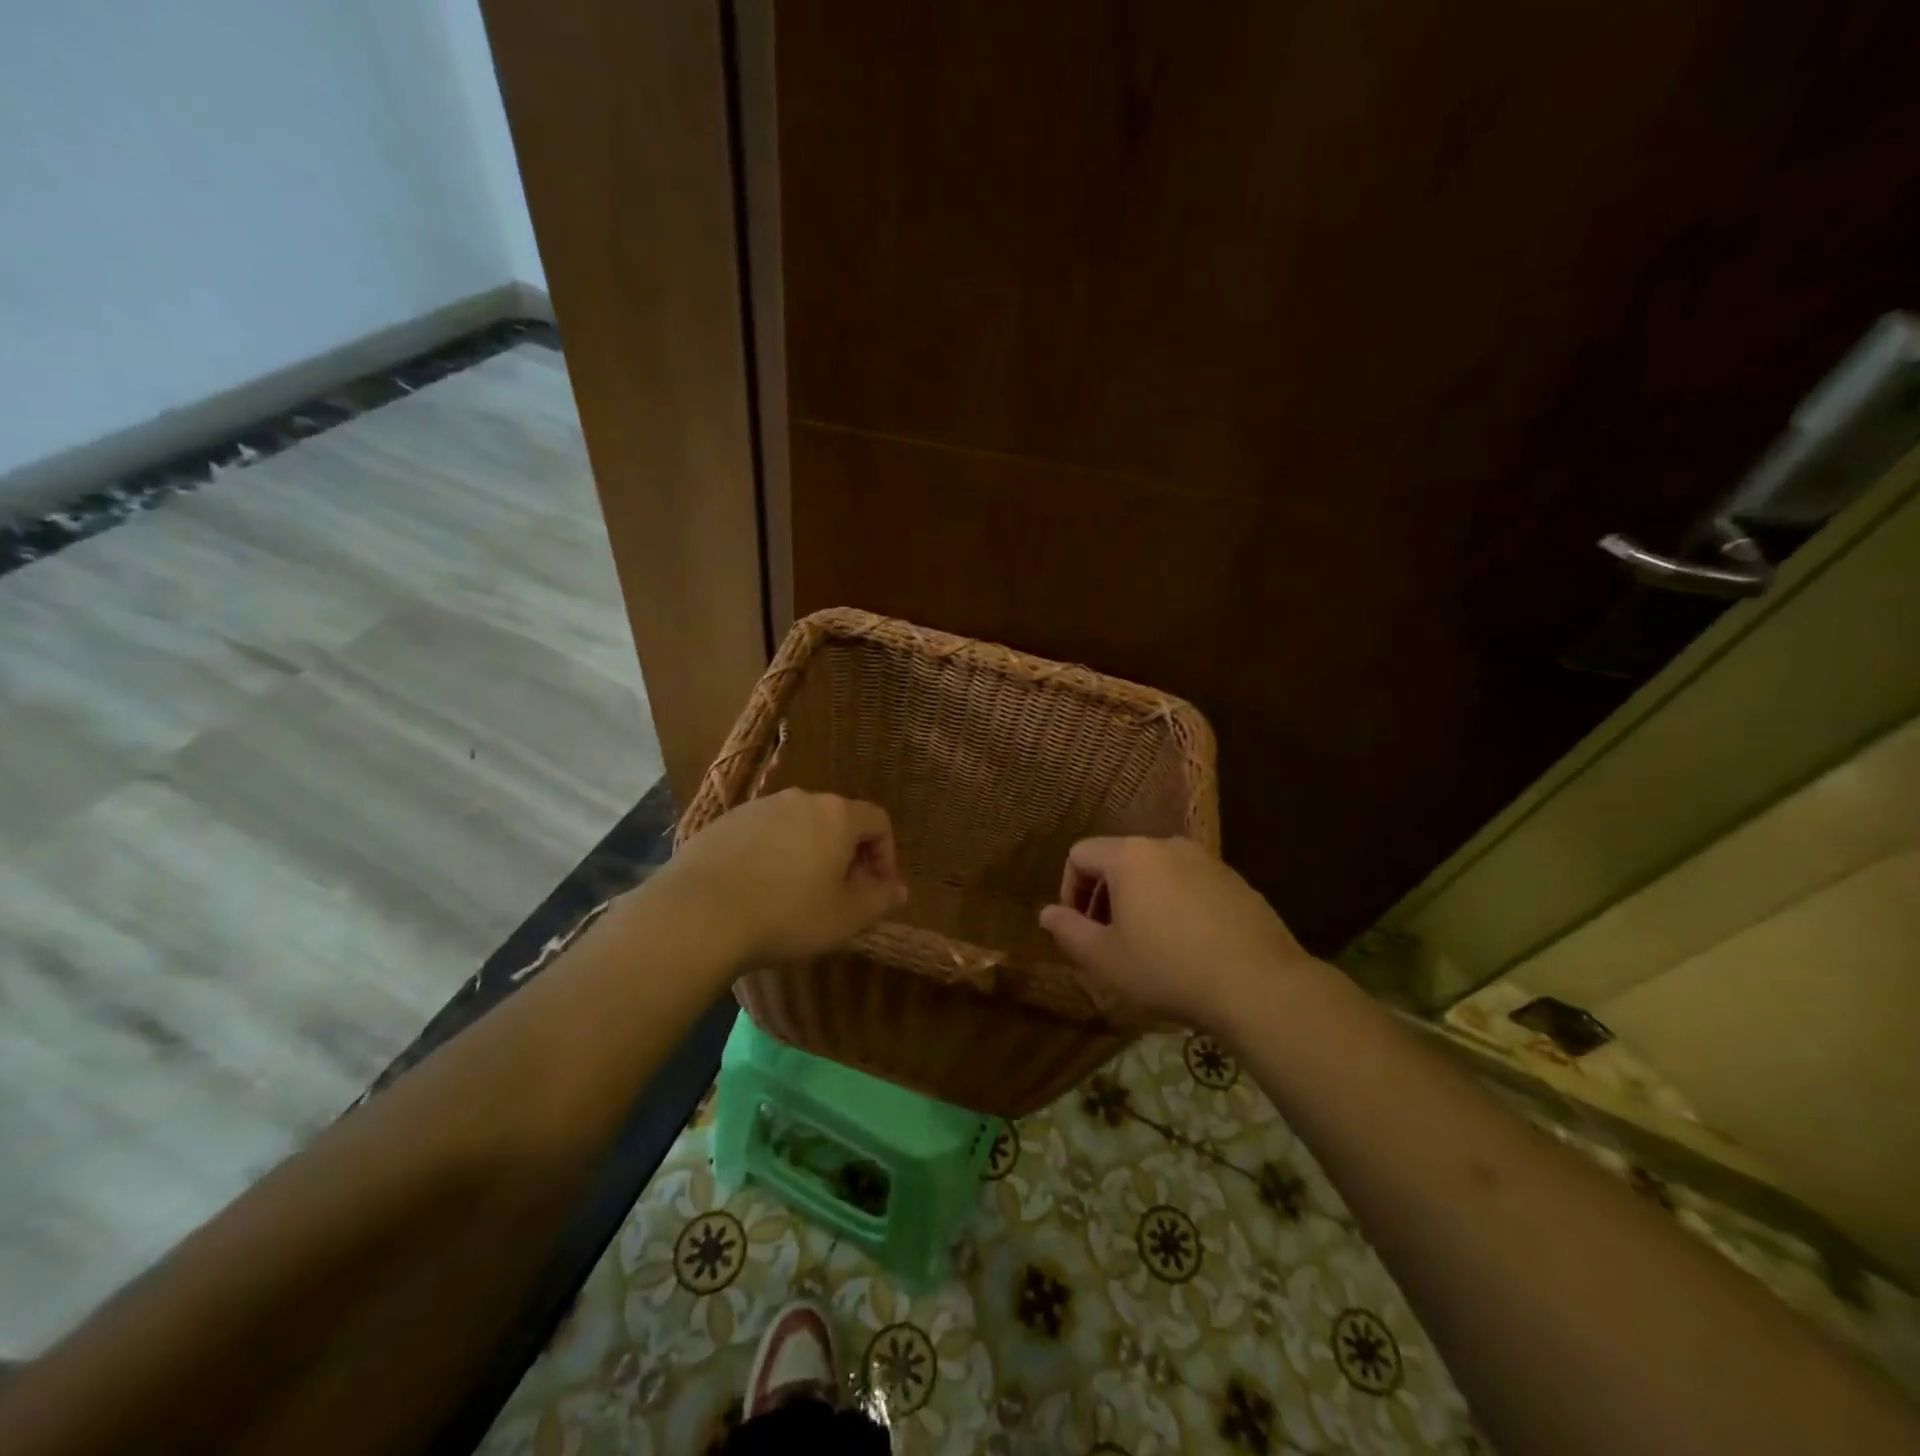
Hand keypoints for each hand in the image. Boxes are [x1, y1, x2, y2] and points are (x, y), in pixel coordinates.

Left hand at [665, 788, 908, 963]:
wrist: (698, 915)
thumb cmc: (786, 915)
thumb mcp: (845, 918)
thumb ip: (879, 900)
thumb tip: (898, 889)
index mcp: (836, 815)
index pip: (878, 821)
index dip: (886, 855)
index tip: (876, 890)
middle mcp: (800, 799)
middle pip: (837, 820)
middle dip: (847, 855)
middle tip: (840, 895)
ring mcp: (758, 807)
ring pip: (798, 826)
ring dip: (809, 854)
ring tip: (797, 895)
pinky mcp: (724, 822)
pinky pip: (763, 834)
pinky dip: (773, 856)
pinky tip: (759, 890)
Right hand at [1039, 836, 1317, 1028]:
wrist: (1258, 984)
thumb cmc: (1167, 969)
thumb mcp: (1104, 959)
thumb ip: (1068, 931)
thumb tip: (1046, 913)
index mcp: (1129, 856)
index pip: (1080, 854)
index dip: (1069, 890)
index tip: (1078, 928)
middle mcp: (1167, 846)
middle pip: (1119, 860)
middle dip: (1104, 896)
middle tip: (1108, 940)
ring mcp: (1206, 861)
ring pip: (1156, 872)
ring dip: (1141, 901)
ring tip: (1148, 945)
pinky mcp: (1236, 882)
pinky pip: (1190, 885)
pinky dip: (1176, 906)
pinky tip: (1188, 947)